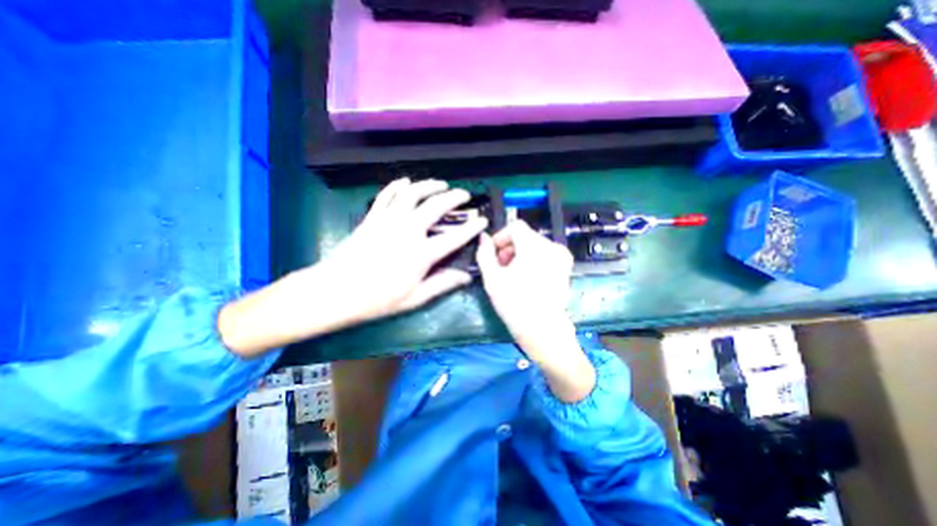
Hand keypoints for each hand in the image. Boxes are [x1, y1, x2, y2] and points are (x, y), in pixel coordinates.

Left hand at [215, 176, 486, 356]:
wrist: (335, 291)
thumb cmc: (377, 299)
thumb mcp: (414, 298)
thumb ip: (442, 284)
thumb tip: (466, 277)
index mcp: (422, 253)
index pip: (455, 237)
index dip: (472, 228)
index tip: (482, 220)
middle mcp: (408, 230)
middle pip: (436, 206)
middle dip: (454, 197)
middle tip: (463, 195)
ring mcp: (389, 220)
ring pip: (413, 193)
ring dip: (429, 185)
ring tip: (440, 184)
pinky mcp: (372, 217)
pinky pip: (387, 195)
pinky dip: (397, 185)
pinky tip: (405, 181)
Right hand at [479, 217, 574, 347]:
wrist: (542, 329)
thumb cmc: (514, 304)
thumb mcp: (492, 278)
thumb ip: (484, 253)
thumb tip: (483, 237)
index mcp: (534, 246)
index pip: (516, 227)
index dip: (501, 237)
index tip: (494, 254)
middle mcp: (552, 246)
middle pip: (525, 236)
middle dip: (510, 248)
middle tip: (500, 267)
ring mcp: (562, 257)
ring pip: (534, 245)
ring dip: (520, 254)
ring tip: (512, 274)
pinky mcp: (566, 267)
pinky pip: (545, 254)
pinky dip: (533, 260)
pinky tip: (527, 277)